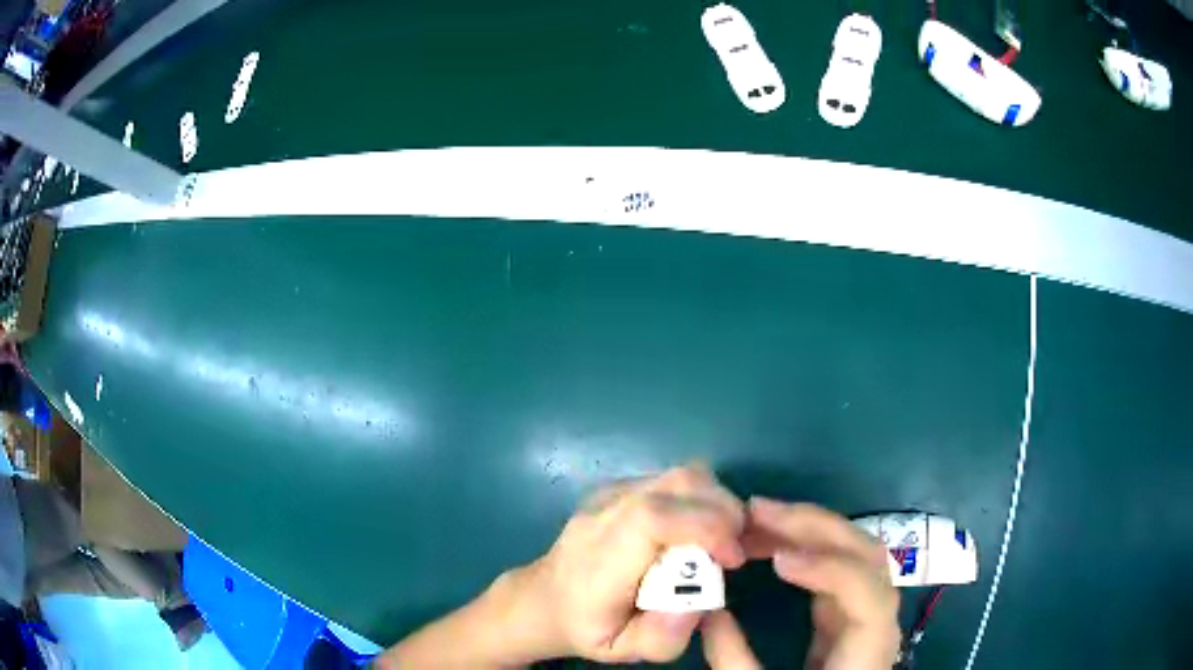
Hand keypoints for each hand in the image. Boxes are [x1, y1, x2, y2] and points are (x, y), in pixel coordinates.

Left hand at [521, 465, 746, 662]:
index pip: (651, 519)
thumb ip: (661, 637)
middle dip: (725, 511)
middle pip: (677, 484)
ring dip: (717, 502)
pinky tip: (702, 531)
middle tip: (738, 550)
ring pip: (680, 476)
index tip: (733, 559)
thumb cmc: (587, 627)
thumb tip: (699, 604)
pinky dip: (702, 498)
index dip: (705, 527)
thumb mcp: (622, 651)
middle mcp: (603, 516)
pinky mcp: (620, 488)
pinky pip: (673, 481)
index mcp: (599, 561)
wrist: (546, 597)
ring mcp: (610, 495)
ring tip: (725, 541)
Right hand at [702, 498, 899, 669]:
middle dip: (814, 526)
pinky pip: (836, 564)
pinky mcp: (849, 607)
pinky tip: (772, 542)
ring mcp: (867, 606)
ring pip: (854, 549)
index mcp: (870, 645)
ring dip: (809, 528)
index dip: (829, 567)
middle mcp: (880, 616)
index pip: (867, 590)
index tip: (777, 559)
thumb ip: (735, 661)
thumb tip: (709, 614)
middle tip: (757, 512)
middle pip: (865, 553)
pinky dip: (805, 546)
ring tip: (758, 519)